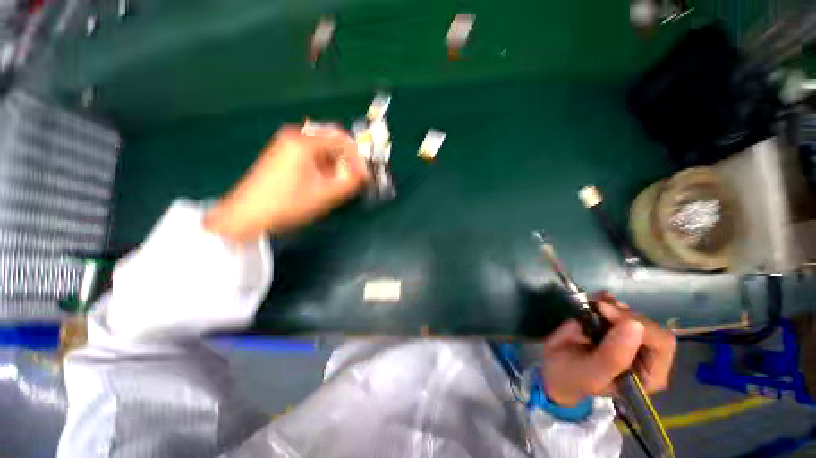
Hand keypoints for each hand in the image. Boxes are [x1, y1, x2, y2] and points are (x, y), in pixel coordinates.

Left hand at [204, 124, 367, 241]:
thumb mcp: (324, 195)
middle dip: (346, 158)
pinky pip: (311, 153)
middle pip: (332, 140)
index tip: (364, 174)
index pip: (342, 140)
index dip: (357, 157)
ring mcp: (286, 144)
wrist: (247, 215)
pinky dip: (323, 164)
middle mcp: (295, 136)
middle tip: (353, 177)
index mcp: (304, 142)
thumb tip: (364, 173)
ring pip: (322, 147)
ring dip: (335, 162)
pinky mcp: (282, 154)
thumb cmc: (288, 204)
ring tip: (339, 182)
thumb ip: (349, 182)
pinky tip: (324, 180)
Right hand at [540, 293, 676, 406]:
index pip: (661, 344)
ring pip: (634, 314)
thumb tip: (635, 325)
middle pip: (650, 326)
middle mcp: (645, 355)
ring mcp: (628, 337)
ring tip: (595, 304)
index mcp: (649, 374)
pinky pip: (618, 307)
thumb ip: (613, 355)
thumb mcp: (592, 373)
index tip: (609, 314)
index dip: (640, 326)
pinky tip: (598, 298)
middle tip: (598, 307)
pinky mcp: (611, 325)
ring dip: (615, 306)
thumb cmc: (573, 377)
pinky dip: (608, 300)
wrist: (551, 366)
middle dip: (624, 314)